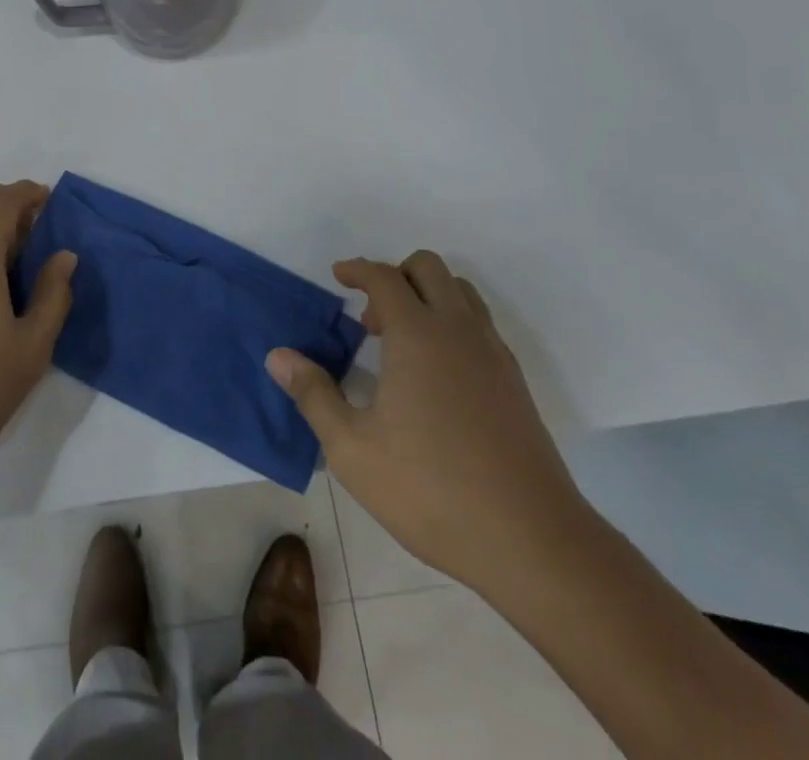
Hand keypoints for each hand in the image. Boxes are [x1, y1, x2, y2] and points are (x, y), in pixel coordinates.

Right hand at [268, 253, 590, 599]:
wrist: (532, 540)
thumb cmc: (431, 490)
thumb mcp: (353, 449)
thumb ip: (313, 395)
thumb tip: (277, 356)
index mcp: (418, 335)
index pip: (385, 277)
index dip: (358, 269)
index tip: (338, 275)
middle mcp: (459, 330)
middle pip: (429, 268)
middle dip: (395, 275)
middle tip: (371, 319)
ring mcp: (493, 353)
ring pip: (462, 292)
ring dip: (428, 295)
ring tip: (402, 342)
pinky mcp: (514, 381)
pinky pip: (480, 324)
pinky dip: (453, 323)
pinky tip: (437, 374)